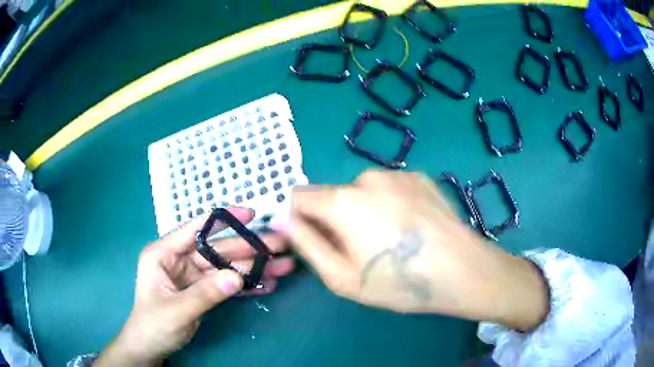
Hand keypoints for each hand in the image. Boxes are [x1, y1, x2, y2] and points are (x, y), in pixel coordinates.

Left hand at [95, 207, 293, 366]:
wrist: (151, 346)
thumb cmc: (153, 325)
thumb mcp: (177, 311)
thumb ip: (205, 294)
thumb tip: (237, 277)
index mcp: (163, 254)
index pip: (194, 230)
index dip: (222, 220)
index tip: (250, 214)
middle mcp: (178, 259)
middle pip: (217, 250)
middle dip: (248, 249)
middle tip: (280, 246)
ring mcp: (191, 275)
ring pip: (226, 267)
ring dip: (252, 268)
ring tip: (282, 267)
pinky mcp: (201, 289)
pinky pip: (225, 284)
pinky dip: (245, 285)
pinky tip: (266, 285)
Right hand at [285, 170, 548, 330]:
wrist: (462, 270)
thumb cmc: (399, 282)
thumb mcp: (341, 277)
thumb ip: (306, 243)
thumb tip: (283, 219)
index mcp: (343, 200)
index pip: (299, 197)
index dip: (299, 218)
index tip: (316, 241)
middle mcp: (366, 177)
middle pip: (331, 194)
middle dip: (334, 218)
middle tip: (359, 248)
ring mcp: (396, 174)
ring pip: (361, 191)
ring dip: (362, 210)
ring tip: (388, 239)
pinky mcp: (418, 177)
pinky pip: (388, 188)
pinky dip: (388, 204)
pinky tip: (409, 227)